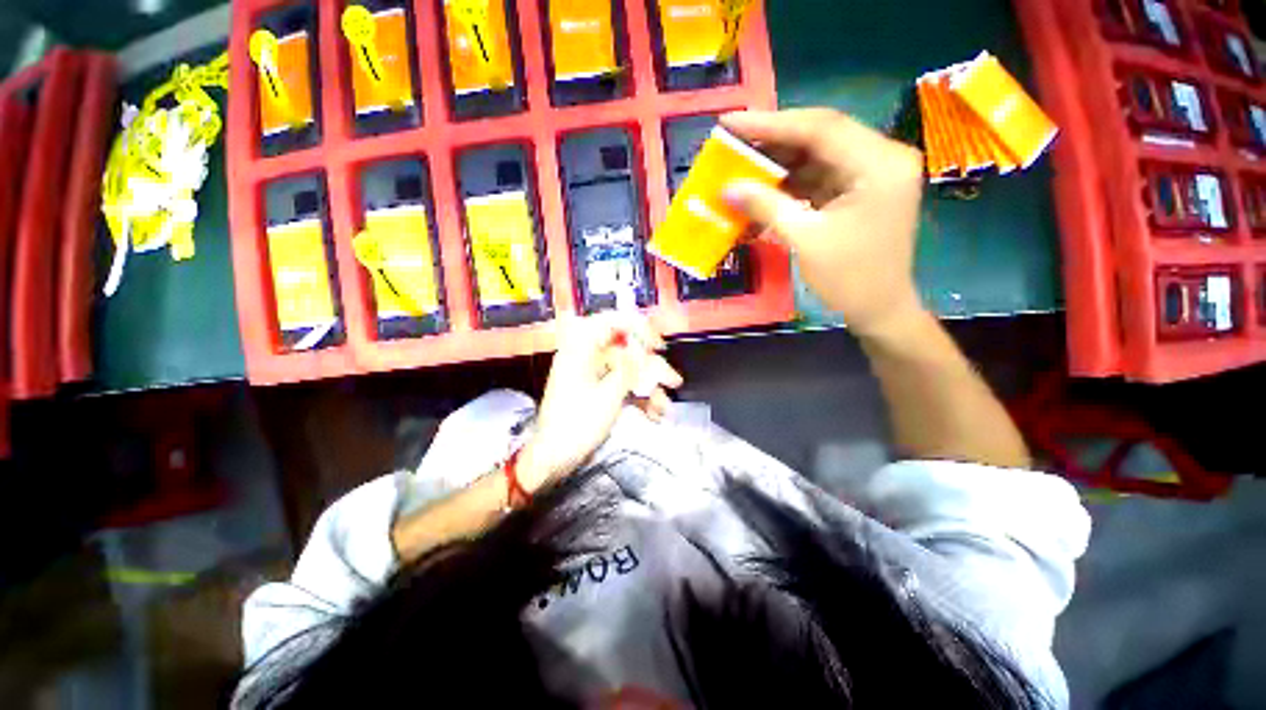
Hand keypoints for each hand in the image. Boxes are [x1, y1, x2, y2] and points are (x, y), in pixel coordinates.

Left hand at [517, 312, 682, 490]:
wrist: (553, 459)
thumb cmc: (576, 424)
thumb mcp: (608, 395)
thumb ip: (630, 369)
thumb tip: (645, 348)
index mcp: (580, 349)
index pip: (611, 322)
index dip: (637, 327)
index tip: (657, 345)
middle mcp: (586, 358)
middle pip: (626, 351)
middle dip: (651, 368)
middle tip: (673, 381)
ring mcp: (592, 376)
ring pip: (627, 371)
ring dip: (648, 388)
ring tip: (665, 408)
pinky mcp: (597, 392)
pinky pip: (622, 387)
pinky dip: (637, 398)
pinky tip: (654, 415)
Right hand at [720, 109, 926, 338]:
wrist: (880, 310)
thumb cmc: (850, 279)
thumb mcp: (805, 240)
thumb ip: (767, 206)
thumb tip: (727, 188)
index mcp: (878, 163)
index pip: (820, 128)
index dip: (770, 124)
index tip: (730, 123)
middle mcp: (880, 157)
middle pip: (819, 136)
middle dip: (772, 142)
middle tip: (732, 143)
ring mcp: (870, 174)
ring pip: (816, 157)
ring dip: (778, 164)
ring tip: (740, 166)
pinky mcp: (859, 191)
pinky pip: (818, 178)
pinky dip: (789, 185)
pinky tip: (761, 191)